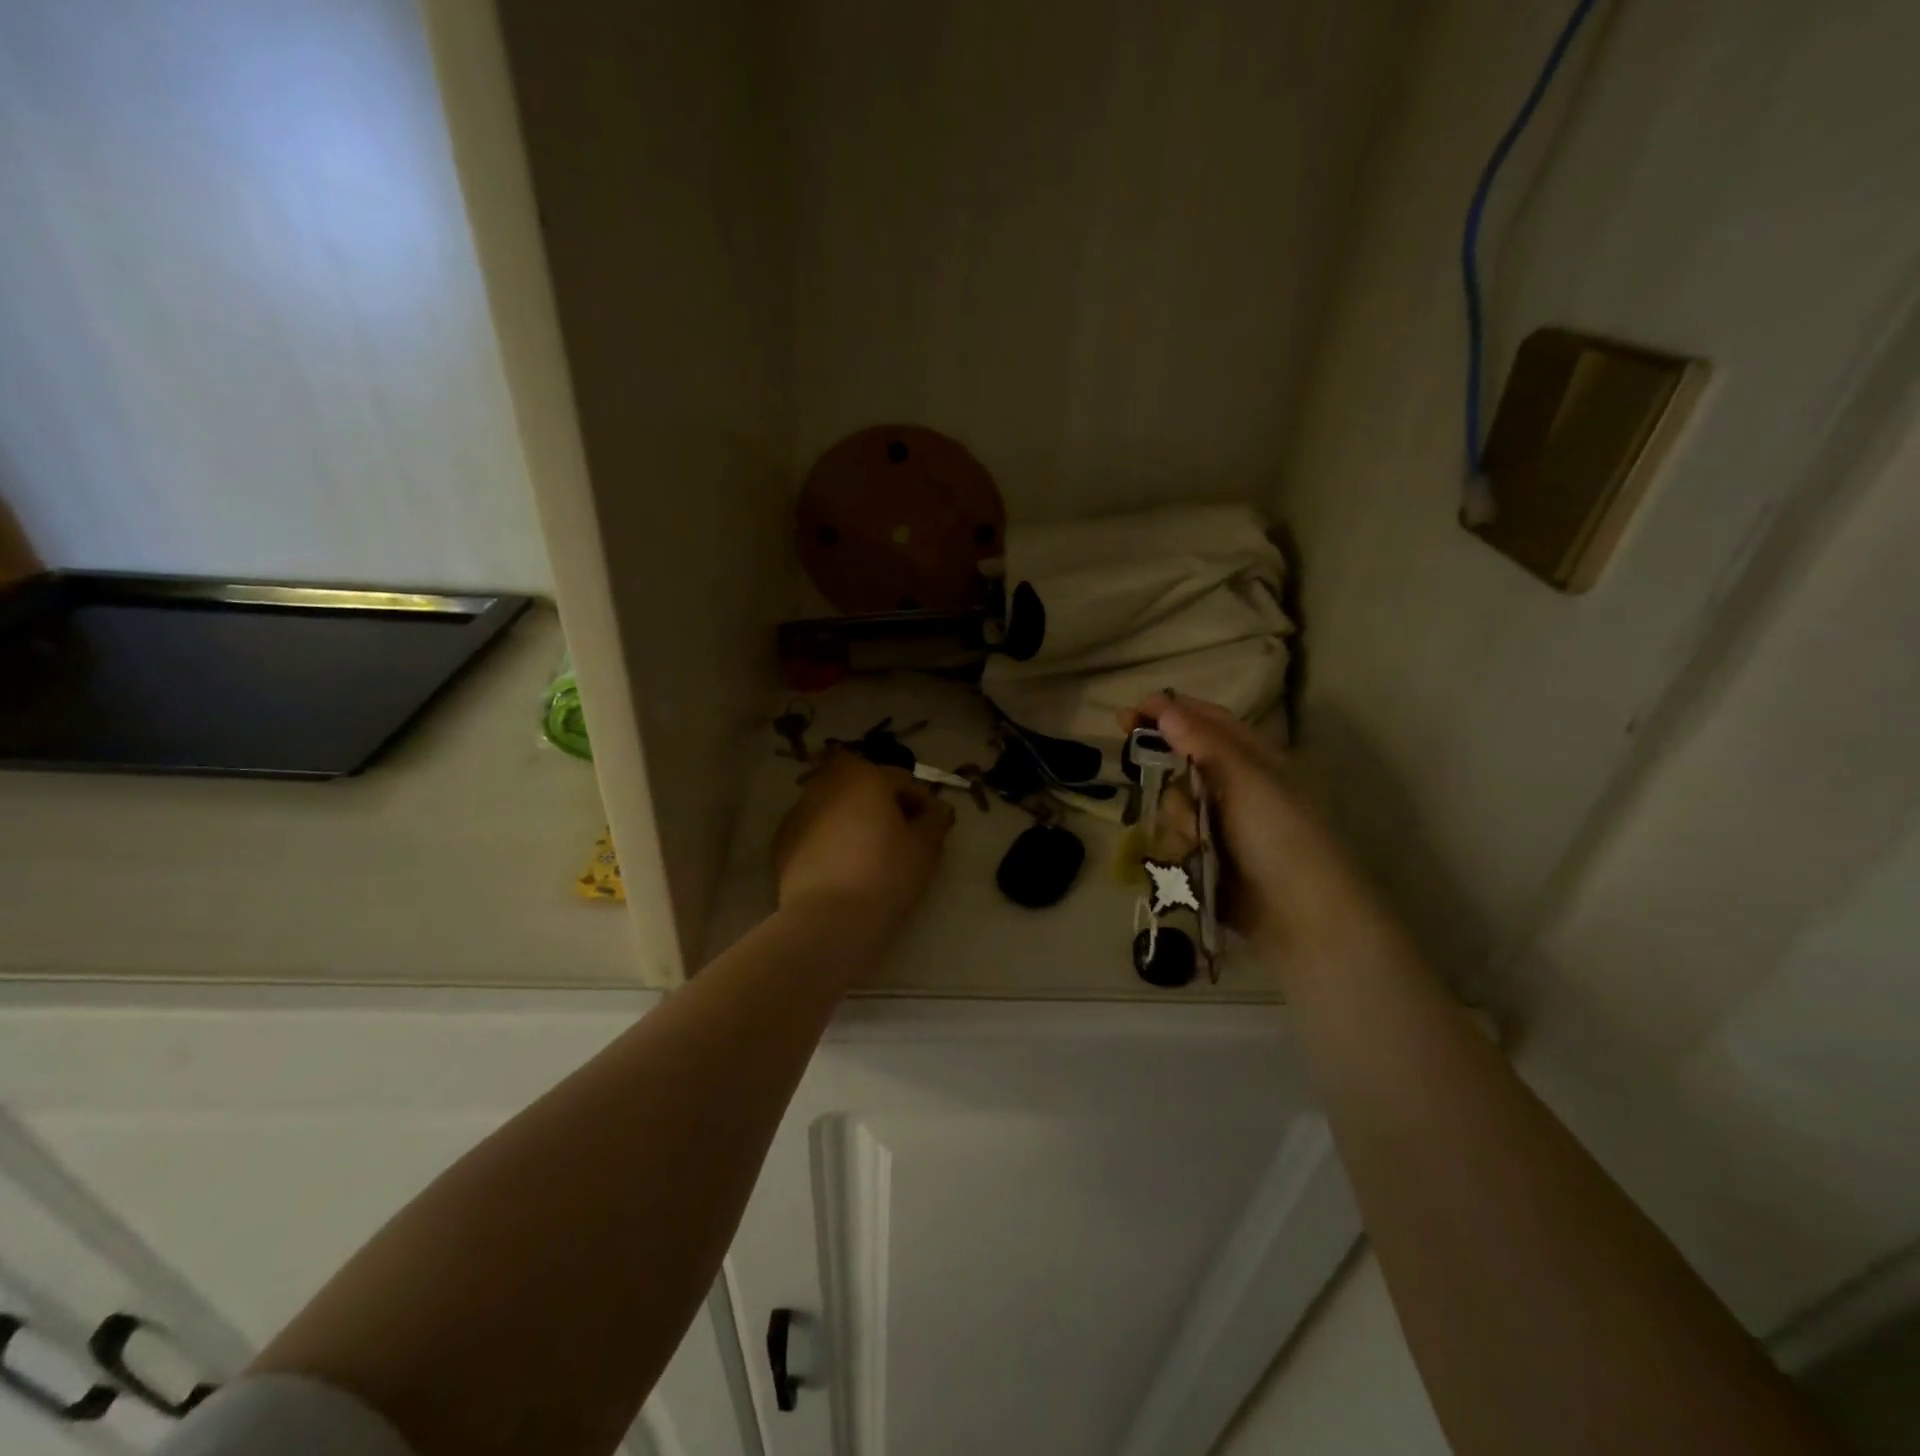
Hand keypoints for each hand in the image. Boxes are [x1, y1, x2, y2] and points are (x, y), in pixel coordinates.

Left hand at [773, 747, 955, 935]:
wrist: (829, 919)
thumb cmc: (886, 875)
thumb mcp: (925, 848)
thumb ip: (934, 820)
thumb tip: (936, 810)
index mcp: (865, 777)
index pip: (902, 780)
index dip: (922, 802)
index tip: (932, 826)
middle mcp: (828, 784)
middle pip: (862, 783)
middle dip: (880, 800)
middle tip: (897, 832)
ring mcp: (800, 810)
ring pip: (835, 804)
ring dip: (852, 816)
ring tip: (866, 849)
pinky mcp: (782, 840)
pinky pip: (815, 829)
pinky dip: (829, 837)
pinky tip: (840, 865)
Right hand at [1127, 694, 1382, 961]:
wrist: (1303, 918)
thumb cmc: (1281, 837)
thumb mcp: (1246, 781)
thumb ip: (1203, 743)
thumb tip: (1165, 707)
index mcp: (1255, 760)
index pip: (1207, 721)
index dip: (1169, 710)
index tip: (1129, 712)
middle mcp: (1237, 787)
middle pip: (1184, 761)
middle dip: (1164, 766)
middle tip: (1133, 759)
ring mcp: (1222, 824)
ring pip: (1176, 802)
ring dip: (1176, 813)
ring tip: (1193, 833)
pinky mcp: (1209, 858)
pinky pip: (1177, 838)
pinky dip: (1178, 844)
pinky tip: (1190, 856)